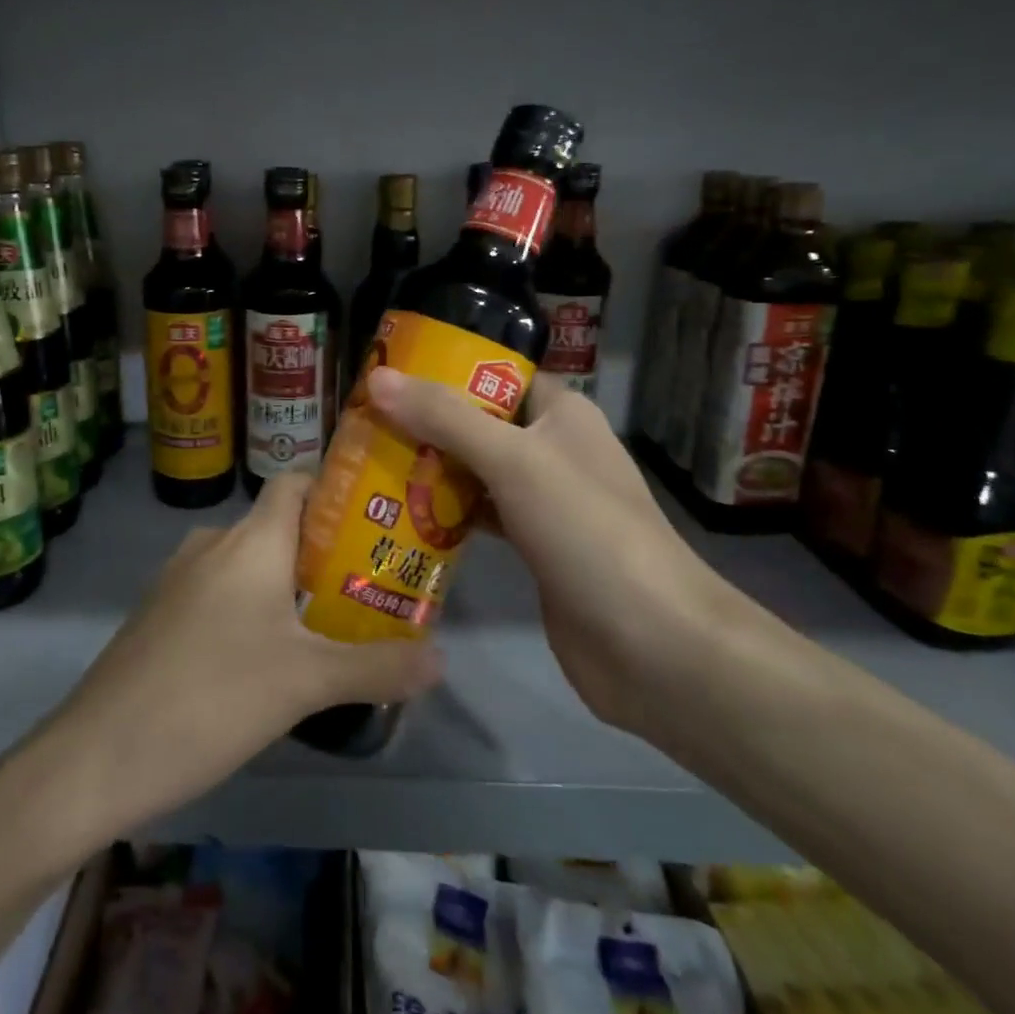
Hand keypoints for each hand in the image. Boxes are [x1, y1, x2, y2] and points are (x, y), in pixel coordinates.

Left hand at [40, 473, 442, 830]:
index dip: (337, 488)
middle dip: (327, 549)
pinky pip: (220, 592)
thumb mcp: (305, 685)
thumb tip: (442, 658)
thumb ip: (376, 668)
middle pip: (280, 526)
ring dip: (290, 584)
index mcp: (250, 540)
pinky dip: (252, 607)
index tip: (380, 515)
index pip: (297, 482)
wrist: (96, 757)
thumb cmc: (211, 699)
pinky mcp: (160, 615)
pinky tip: (270, 656)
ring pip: (249, 564)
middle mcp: (212, 545)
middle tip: (374, 582)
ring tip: (333, 622)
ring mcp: (178, 579)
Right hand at [366, 368, 736, 735]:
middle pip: (479, 424)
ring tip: (368, 466)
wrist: (651, 643)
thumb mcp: (513, 461)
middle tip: (363, 427)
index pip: (497, 375)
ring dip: (430, 471)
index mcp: (561, 414)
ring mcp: (545, 502)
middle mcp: (553, 450)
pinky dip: (445, 516)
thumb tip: (378, 378)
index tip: (387, 377)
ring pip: (476, 472)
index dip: (445, 370)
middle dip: (425, 425)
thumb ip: (445, 418)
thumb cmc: (586, 530)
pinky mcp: (534, 548)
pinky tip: (400, 519)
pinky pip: (480, 517)